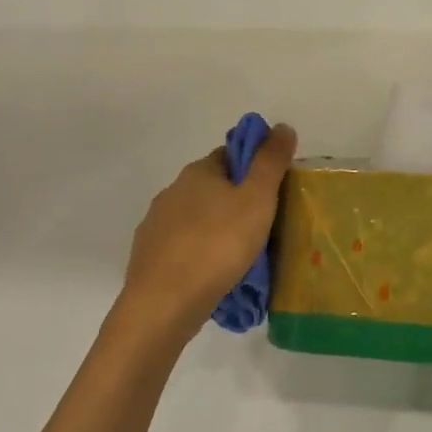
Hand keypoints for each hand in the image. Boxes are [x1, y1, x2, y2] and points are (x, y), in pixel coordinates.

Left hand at [116, 124, 298, 341]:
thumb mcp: (257, 198)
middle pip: (213, 187)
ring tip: (243, 256)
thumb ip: (271, 162)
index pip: (230, 155)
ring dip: (217, 229)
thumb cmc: (217, 244)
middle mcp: (172, 192)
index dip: (254, 167)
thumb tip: (282, 126)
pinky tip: (215, 275)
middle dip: (237, 201)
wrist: (164, 305)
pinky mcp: (149, 259)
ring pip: (197, 219)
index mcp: (198, 172)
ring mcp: (155, 226)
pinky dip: (200, 254)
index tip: (274, 190)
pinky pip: (183, 248)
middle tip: (265, 226)